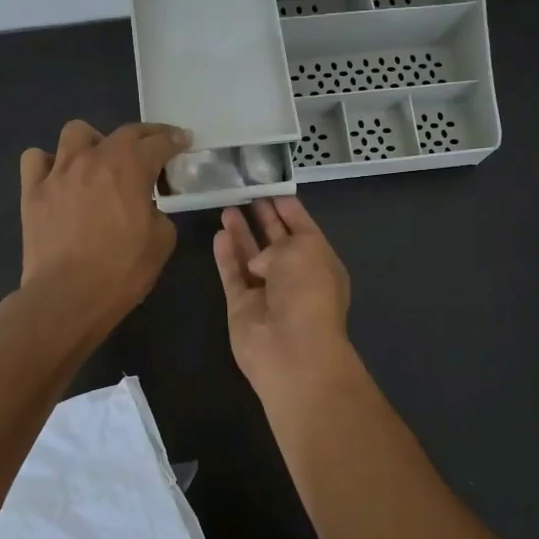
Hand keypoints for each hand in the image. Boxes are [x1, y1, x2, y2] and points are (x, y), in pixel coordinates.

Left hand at [18, 120, 188, 331]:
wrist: (68, 296)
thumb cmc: (122, 271)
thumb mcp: (162, 241)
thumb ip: (158, 212)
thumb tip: (146, 207)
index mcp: (130, 167)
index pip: (159, 142)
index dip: (175, 139)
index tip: (184, 141)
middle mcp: (94, 158)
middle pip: (124, 132)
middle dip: (146, 135)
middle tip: (155, 148)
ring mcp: (59, 172)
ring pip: (76, 132)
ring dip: (94, 141)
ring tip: (100, 161)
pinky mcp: (32, 191)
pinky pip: (36, 159)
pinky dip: (50, 163)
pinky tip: (60, 178)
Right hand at [212, 196, 354, 400]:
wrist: (292, 350)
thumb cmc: (307, 292)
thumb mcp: (303, 250)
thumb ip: (278, 243)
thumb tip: (259, 261)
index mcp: (320, 262)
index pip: (303, 228)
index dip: (288, 208)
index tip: (271, 188)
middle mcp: (295, 277)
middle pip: (276, 241)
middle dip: (264, 218)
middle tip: (246, 192)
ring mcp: (267, 293)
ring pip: (251, 257)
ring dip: (241, 233)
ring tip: (227, 207)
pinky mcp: (242, 307)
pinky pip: (233, 276)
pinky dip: (226, 257)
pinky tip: (219, 235)